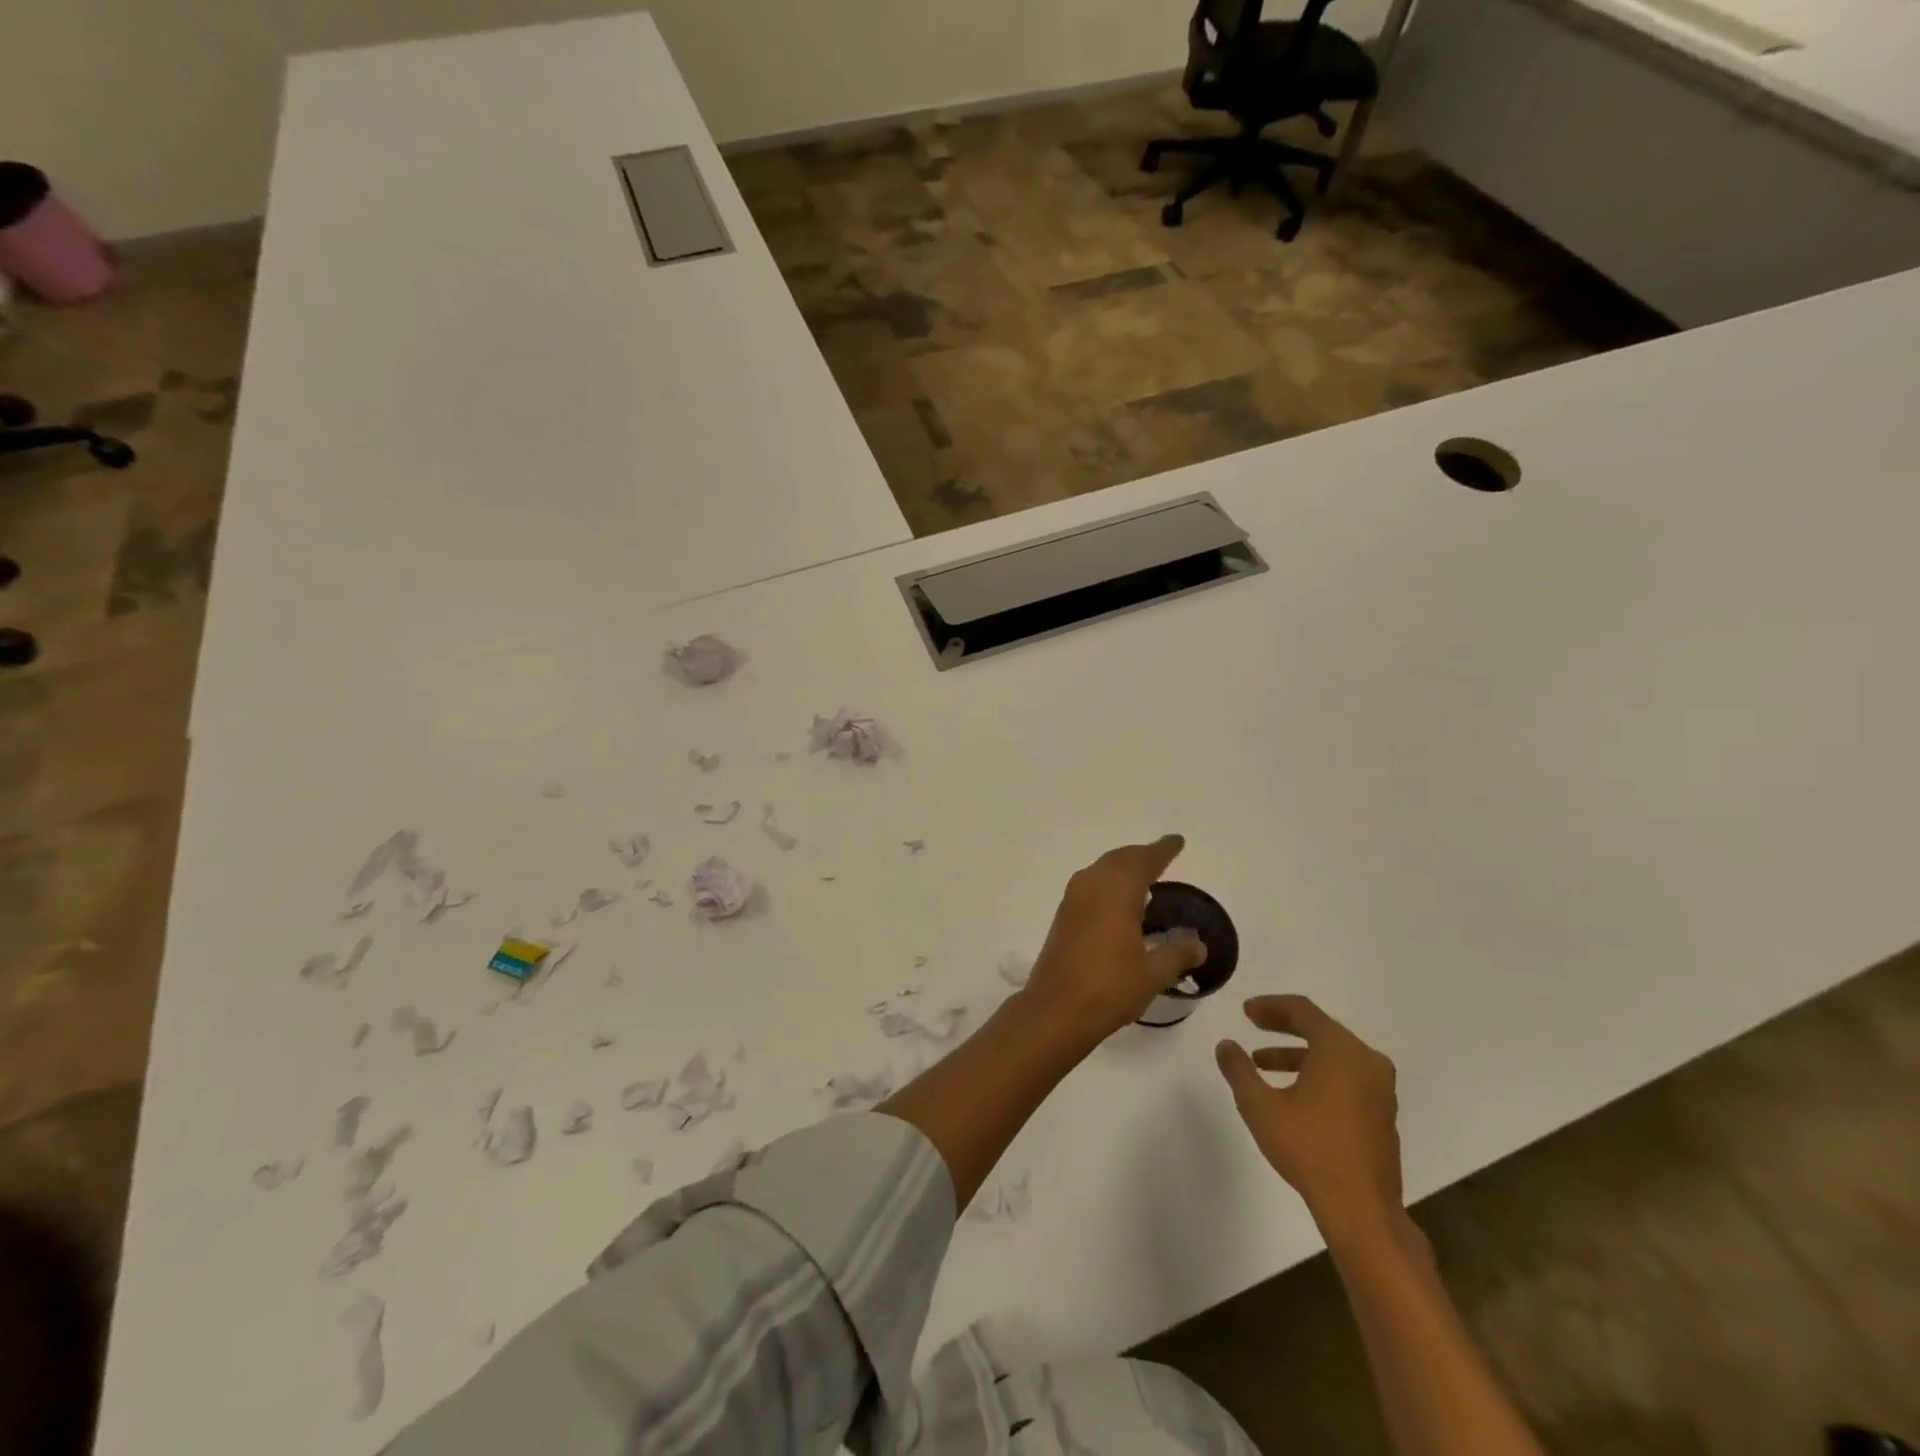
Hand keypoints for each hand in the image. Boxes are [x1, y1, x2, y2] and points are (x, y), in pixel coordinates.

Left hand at [1020, 835, 1207, 1045]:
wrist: (1056, 1010)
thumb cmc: (1109, 988)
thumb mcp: (1153, 974)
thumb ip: (1178, 953)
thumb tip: (1198, 943)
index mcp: (1116, 891)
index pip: (1144, 860)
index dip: (1162, 850)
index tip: (1177, 841)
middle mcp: (1091, 886)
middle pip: (1119, 859)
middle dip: (1141, 855)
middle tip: (1163, 856)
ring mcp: (1073, 900)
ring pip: (1102, 870)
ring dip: (1123, 868)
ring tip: (1145, 876)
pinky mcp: (1064, 916)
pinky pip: (1091, 885)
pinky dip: (1109, 883)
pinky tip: (1119, 901)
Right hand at [1216, 995, 1405, 1248]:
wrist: (1362, 1211)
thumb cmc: (1309, 1149)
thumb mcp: (1260, 1106)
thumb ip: (1239, 1070)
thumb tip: (1226, 1045)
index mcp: (1341, 1050)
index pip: (1303, 1011)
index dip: (1270, 1006)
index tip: (1245, 1012)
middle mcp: (1366, 1061)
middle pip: (1320, 1029)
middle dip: (1283, 1027)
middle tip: (1253, 1026)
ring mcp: (1380, 1089)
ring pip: (1333, 1055)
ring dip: (1297, 1054)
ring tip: (1263, 1064)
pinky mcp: (1382, 1114)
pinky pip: (1346, 1076)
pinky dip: (1318, 1073)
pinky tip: (1294, 1093)